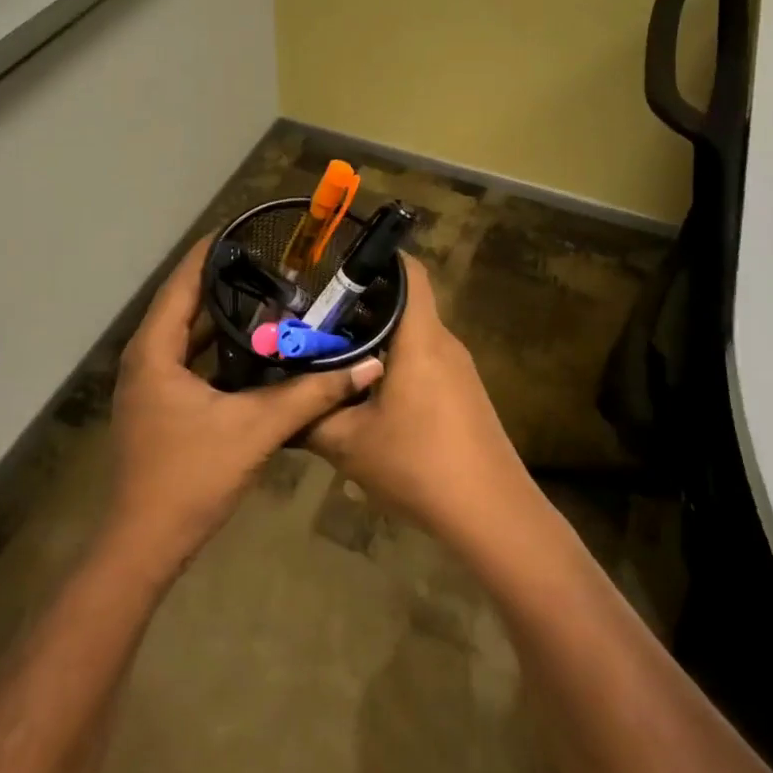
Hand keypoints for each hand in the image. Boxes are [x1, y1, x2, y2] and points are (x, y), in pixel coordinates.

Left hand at [104, 237, 383, 579]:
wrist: (145, 544)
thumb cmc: (190, 476)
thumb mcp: (256, 429)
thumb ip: (311, 394)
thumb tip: (366, 367)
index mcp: (154, 351)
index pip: (181, 283)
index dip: (210, 253)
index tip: (245, 230)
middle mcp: (145, 361)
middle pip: (185, 307)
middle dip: (226, 285)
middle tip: (272, 265)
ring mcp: (149, 387)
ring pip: (188, 339)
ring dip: (224, 321)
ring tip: (271, 299)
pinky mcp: (160, 409)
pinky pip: (190, 364)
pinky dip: (219, 353)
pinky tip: (256, 353)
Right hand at [306, 254, 531, 538]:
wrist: (491, 514)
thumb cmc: (418, 464)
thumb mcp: (349, 443)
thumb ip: (311, 416)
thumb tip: (280, 401)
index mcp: (420, 338)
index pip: (409, 271)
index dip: (376, 258)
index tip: (336, 269)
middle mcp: (444, 343)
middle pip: (405, 304)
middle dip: (360, 308)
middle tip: (315, 322)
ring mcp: (459, 370)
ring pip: (412, 336)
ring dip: (375, 340)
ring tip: (332, 358)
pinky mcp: (464, 395)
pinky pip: (425, 362)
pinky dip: (394, 364)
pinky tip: (367, 396)